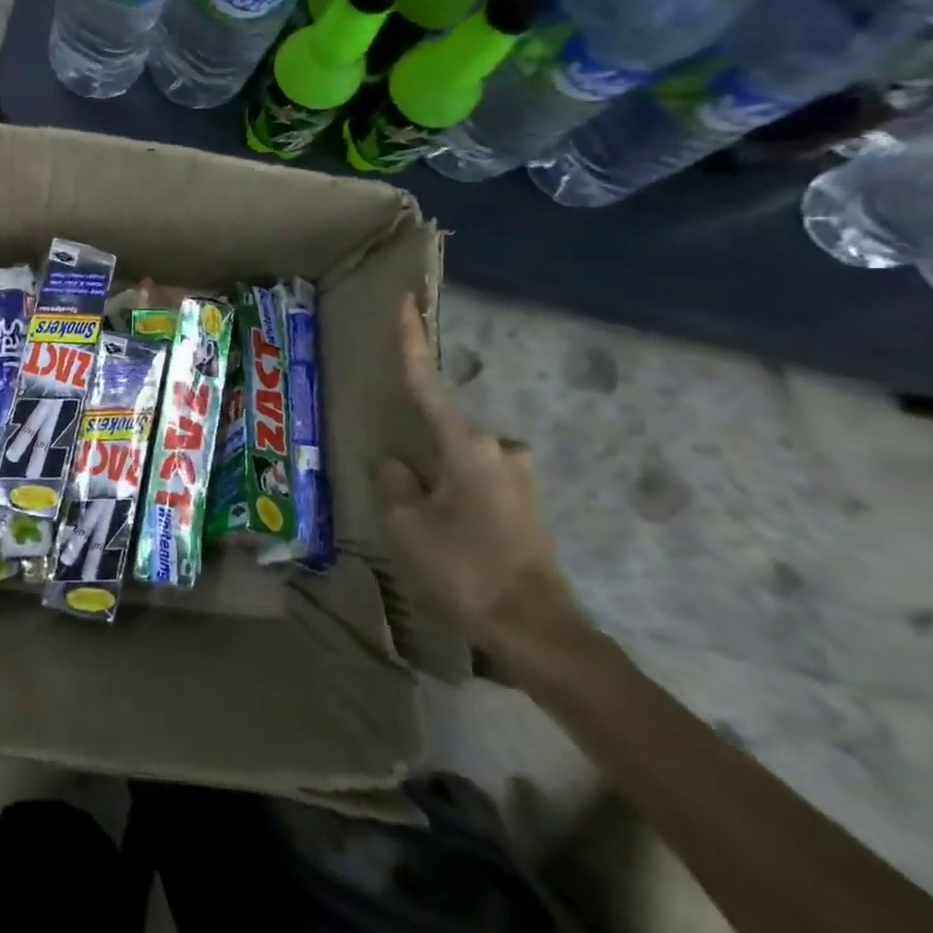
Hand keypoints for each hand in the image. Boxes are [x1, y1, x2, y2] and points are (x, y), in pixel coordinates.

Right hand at [377, 294, 576, 652]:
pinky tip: (449, 533)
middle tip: (399, 486)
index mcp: (466, 444)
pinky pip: (475, 480)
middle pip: (442, 429)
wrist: (538, 631)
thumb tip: (396, 463)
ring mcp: (517, 475)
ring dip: (437, 477)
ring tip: (424, 524)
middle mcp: (498, 447)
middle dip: (417, 447)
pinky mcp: (524, 502)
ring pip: (458, 459)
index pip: (426, 381)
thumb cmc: (464, 568)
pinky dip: (454, 492)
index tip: (407, 300)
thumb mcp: (406, 523)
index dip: (412, 340)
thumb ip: (393, 481)